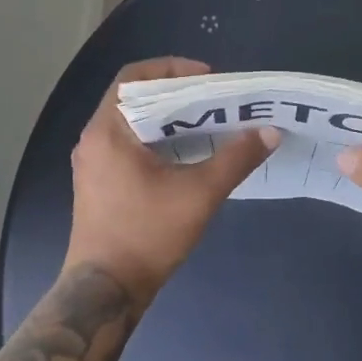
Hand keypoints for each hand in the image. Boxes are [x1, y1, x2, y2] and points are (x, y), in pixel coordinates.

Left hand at [63, 58, 277, 300]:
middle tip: (214, 99)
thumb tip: (269, 131)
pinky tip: (185, 153)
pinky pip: (126, 143)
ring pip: (131, 122)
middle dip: (176, 94)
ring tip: (206, 122)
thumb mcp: (199, 194)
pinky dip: (155, 139)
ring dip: (167, 117)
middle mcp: (93, 139)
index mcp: (108, 131)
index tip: (208, 78)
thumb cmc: (147, 235)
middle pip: (134, 97)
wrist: (105, 291)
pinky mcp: (97, 182)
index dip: (172, 68)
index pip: (134, 77)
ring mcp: (92, 162)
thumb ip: (236, 158)